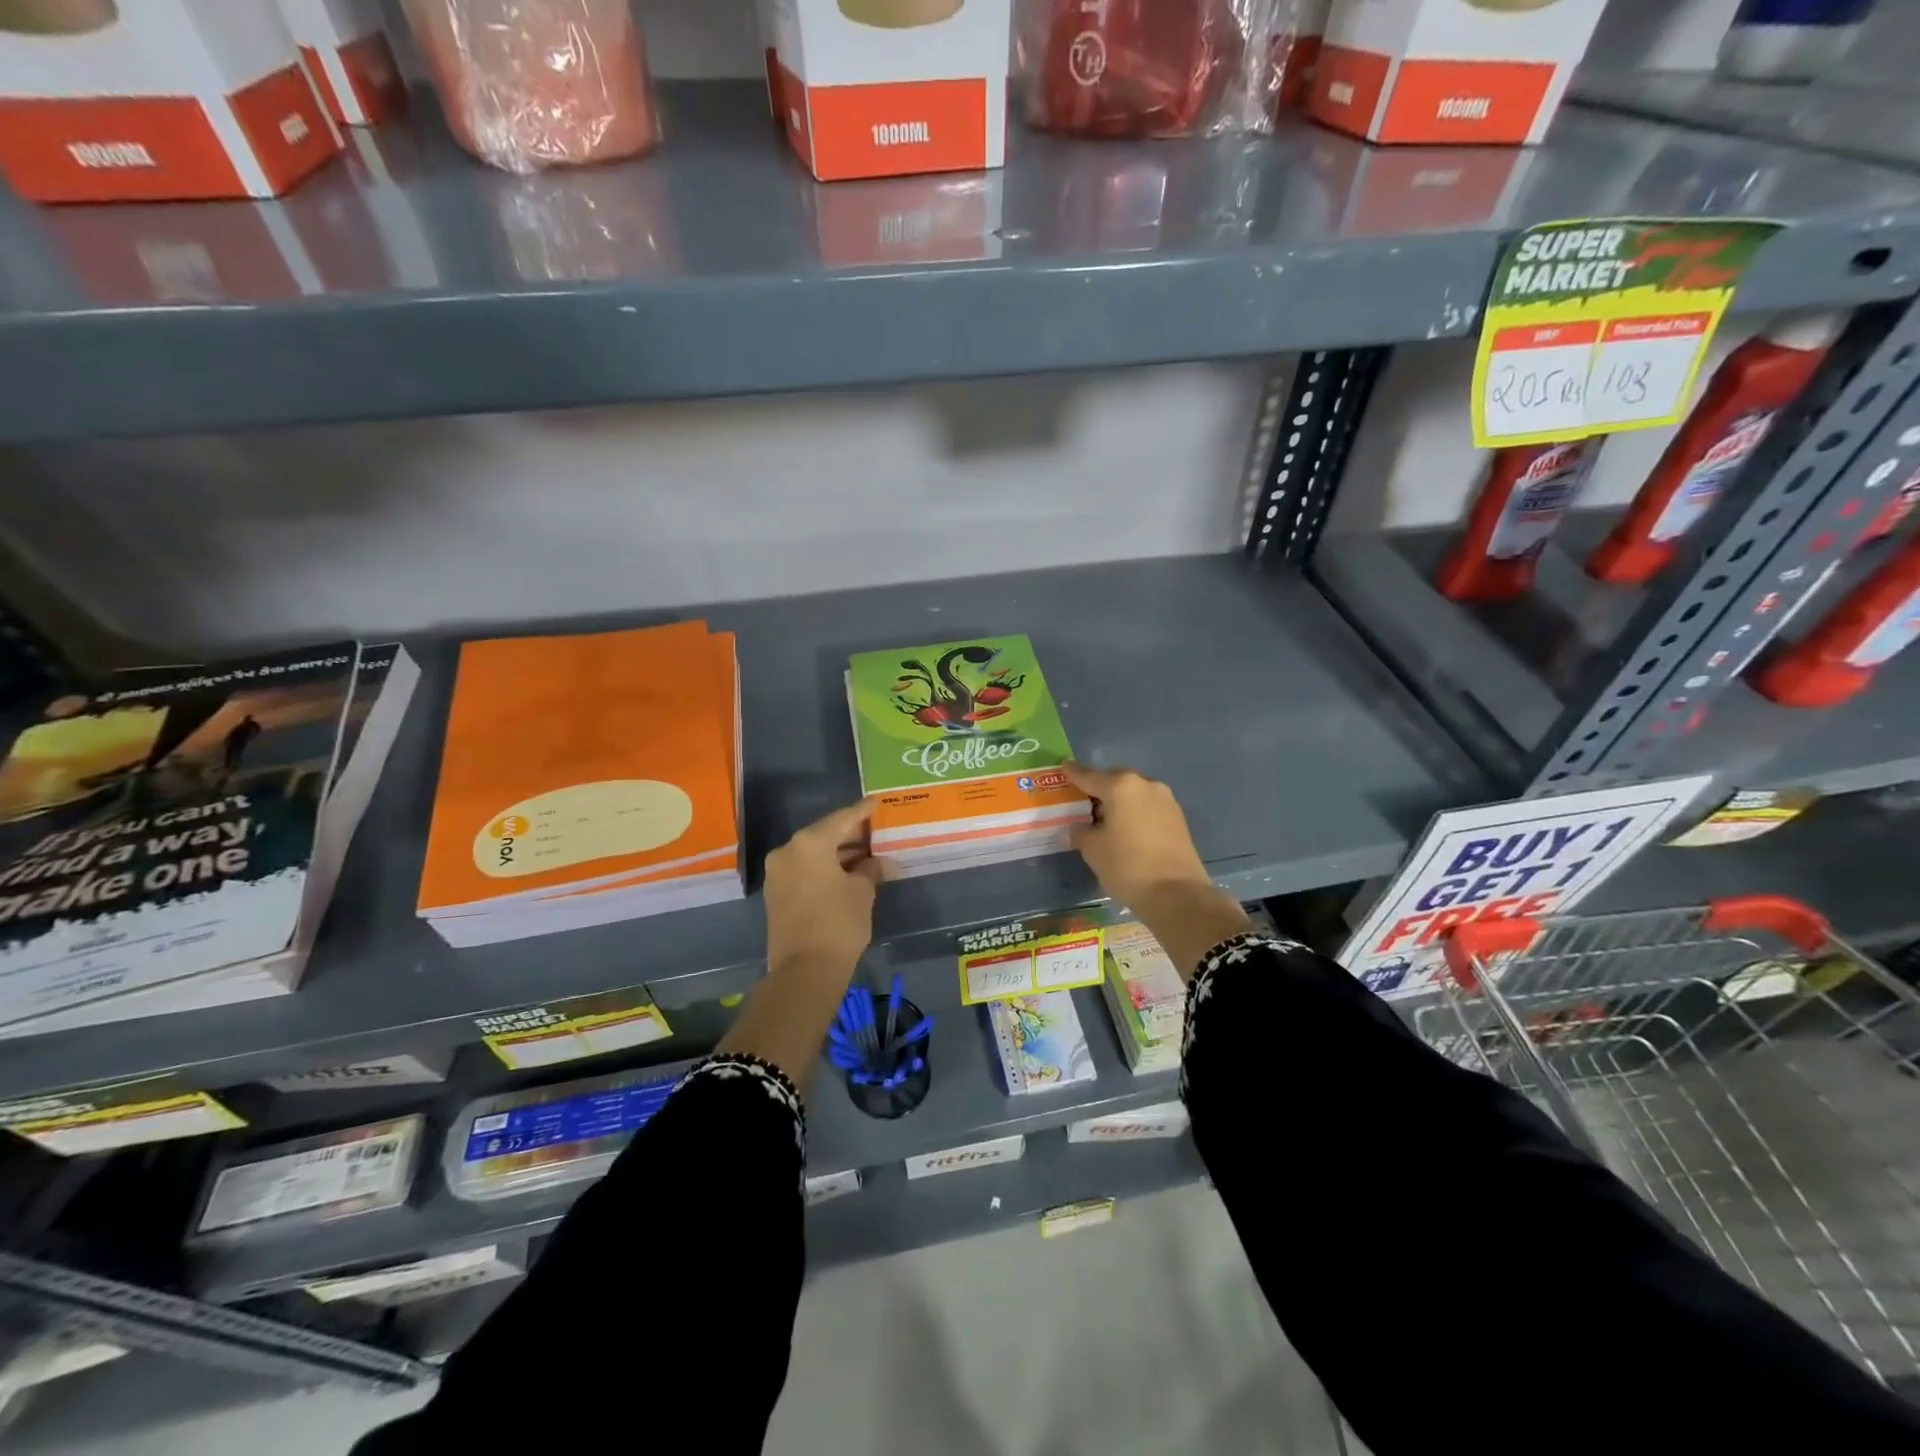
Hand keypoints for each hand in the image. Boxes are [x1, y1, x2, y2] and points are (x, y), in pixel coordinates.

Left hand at [762, 798, 883, 981]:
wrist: (805, 970)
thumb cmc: (838, 923)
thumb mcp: (862, 892)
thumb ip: (871, 870)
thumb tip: (880, 863)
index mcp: (809, 843)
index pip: (842, 819)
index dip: (861, 812)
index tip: (874, 803)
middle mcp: (788, 851)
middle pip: (824, 834)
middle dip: (850, 835)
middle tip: (875, 832)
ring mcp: (778, 872)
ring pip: (813, 853)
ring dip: (838, 854)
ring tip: (866, 855)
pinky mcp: (776, 893)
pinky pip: (804, 869)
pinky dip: (824, 868)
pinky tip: (846, 873)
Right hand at [1066, 762, 1247, 976]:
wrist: (1176, 894)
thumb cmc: (1127, 866)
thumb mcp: (1092, 850)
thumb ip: (1082, 832)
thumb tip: (1081, 827)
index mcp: (1121, 787)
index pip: (1089, 776)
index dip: (1073, 773)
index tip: (1064, 767)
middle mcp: (1146, 785)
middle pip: (1116, 780)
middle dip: (1100, 787)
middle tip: (1084, 800)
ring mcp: (1166, 801)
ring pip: (1135, 793)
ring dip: (1120, 801)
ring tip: (1105, 818)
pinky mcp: (1178, 819)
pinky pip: (1149, 807)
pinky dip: (1135, 812)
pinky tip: (1127, 829)